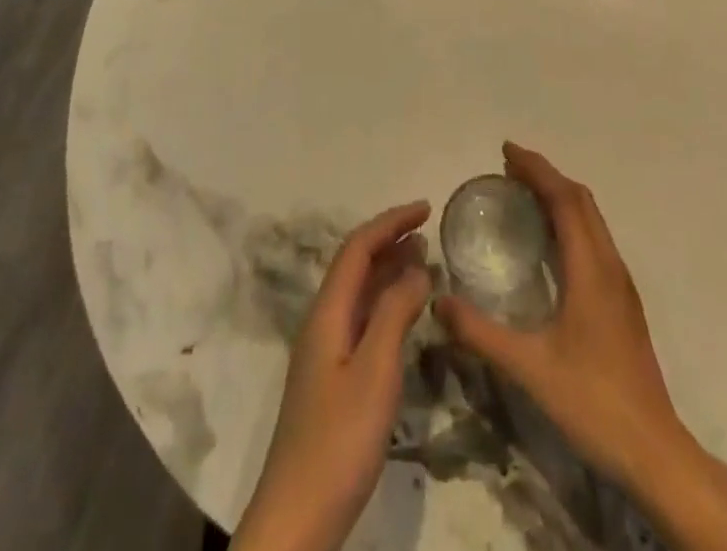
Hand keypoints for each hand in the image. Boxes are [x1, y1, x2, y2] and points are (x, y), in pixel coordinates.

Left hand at [233, 202, 432, 550]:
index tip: (426, 208)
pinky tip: (406, 314)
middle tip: (429, 231)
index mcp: (327, 312)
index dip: (391, 222)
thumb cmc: (338, 439)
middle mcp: (323, 322)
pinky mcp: (333, 379)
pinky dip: (387, 303)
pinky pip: (362, 319)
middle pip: (356, 265)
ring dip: (389, 270)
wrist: (297, 517)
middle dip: (390, 240)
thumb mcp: (375, 371)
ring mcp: (325, 351)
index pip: (357, 247)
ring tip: (424, 260)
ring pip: (359, 293)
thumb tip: (417, 266)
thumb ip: (395, 313)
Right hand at [433, 143, 684, 496]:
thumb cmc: (593, 401)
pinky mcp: (622, 302)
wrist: (655, 451)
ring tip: (524, 195)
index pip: (564, 198)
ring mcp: (621, 284)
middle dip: (546, 176)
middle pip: (581, 200)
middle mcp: (610, 265)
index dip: (536, 169)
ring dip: (560, 196)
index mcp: (591, 268)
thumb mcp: (530, 367)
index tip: (506, 151)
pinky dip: (570, 221)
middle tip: (509, 168)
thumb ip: (481, 333)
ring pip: (592, 219)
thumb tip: (438, 301)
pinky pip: (595, 239)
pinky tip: (550, 244)